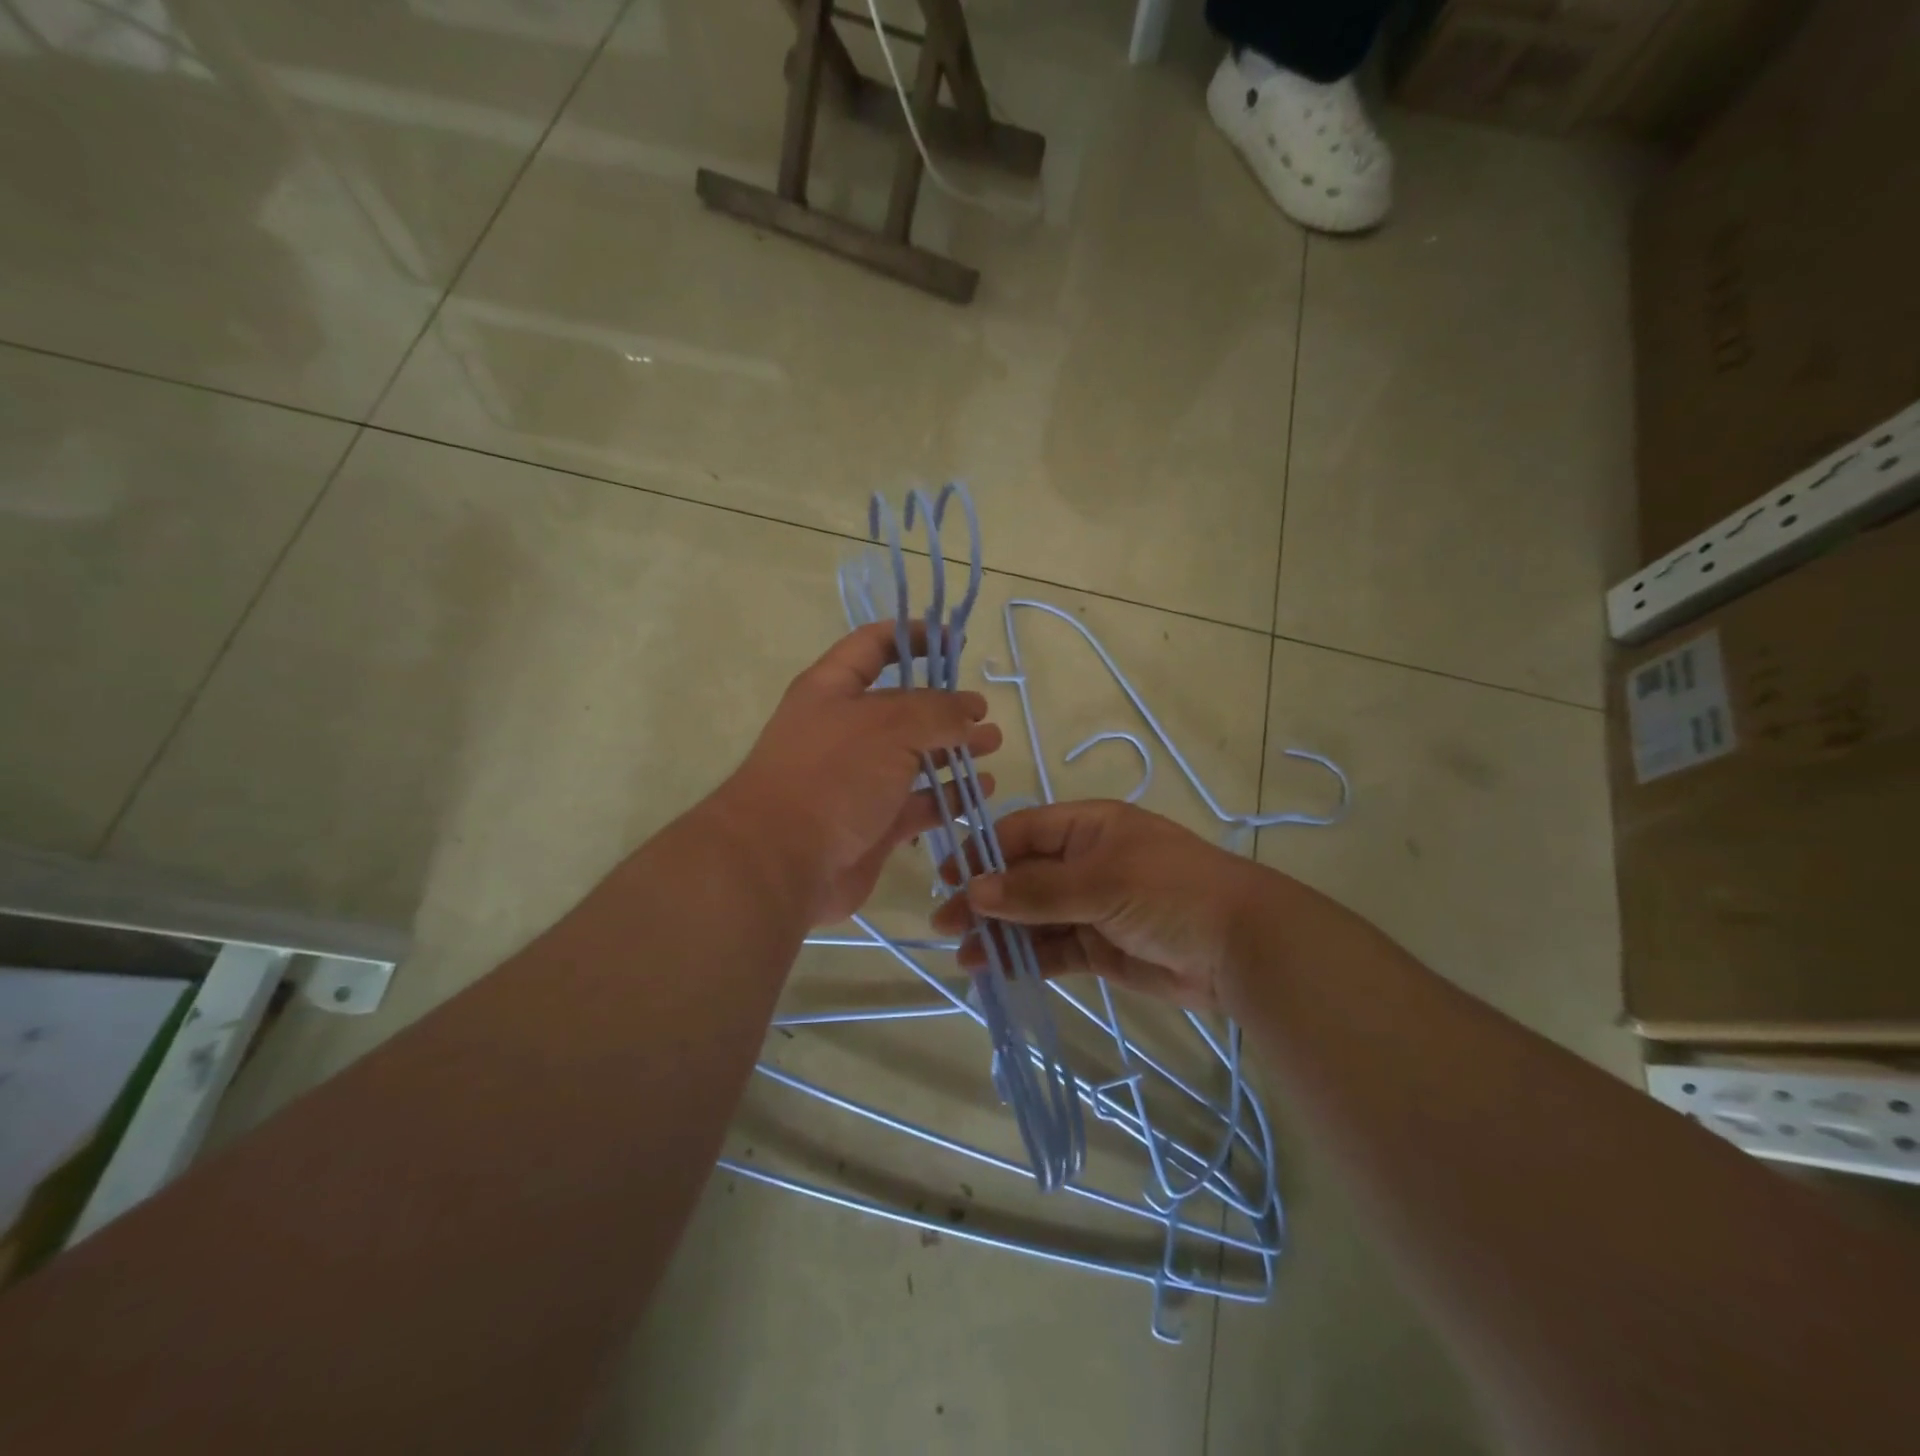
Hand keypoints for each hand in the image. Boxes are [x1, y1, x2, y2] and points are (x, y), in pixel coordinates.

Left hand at [710, 623, 1002, 925]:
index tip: (957, 642)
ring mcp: (859, 780)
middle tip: (984, 712)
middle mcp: (846, 730)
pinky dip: (949, 796)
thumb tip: (969, 711)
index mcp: (833, 690)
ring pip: (915, 757)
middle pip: (903, 707)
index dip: (914, 637)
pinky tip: (981, 791)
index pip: (875, 646)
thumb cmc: (832, 775)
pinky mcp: (874, 823)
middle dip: (946, 706)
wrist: (781, 863)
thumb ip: (937, 712)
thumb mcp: (889, 726)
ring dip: (955, 750)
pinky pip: (919, 803)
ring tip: (993, 745)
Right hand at [929, 800, 1266, 1012]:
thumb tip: (975, 891)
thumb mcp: (1101, 882)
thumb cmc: (1170, 892)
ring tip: (965, 957)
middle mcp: (1086, 862)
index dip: (984, 852)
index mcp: (1089, 828)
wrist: (1241, 948)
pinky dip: (1026, 958)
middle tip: (944, 924)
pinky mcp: (1100, 948)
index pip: (1023, 832)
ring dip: (1000, 933)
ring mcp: (1092, 906)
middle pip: (1023, 877)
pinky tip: (996, 970)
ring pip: (1034, 917)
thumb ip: (1037, 890)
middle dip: (985, 899)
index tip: (949, 879)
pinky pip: (1053, 949)